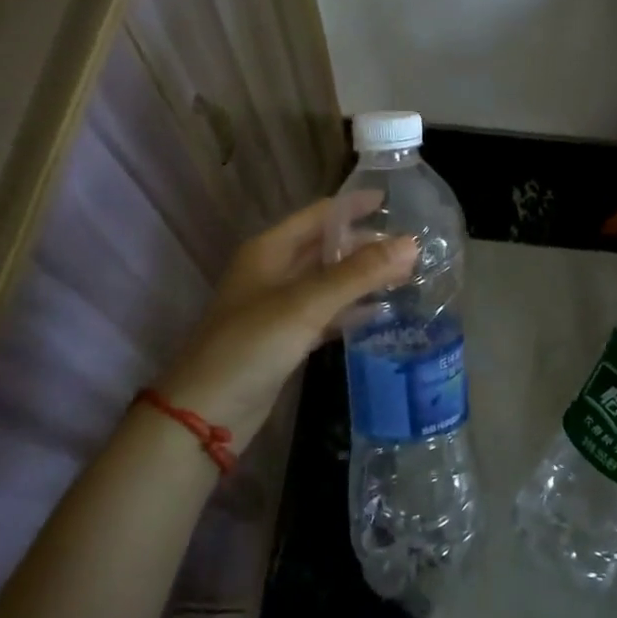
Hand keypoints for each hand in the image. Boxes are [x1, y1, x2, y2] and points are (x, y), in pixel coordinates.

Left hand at [156, 196, 416, 442]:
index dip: (355, 206)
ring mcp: (278, 307)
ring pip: (329, 281)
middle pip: (327, 247)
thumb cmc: (252, 345)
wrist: (205, 415)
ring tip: (406, 276)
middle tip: (411, 249)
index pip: (320, 214)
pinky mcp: (285, 338)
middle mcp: (274, 271)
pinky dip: (351, 310)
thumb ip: (360, 273)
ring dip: (363, 277)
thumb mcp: (307, 303)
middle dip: (366, 245)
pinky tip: (381, 312)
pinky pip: (326, 313)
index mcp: (271, 249)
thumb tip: (412, 243)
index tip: (395, 202)